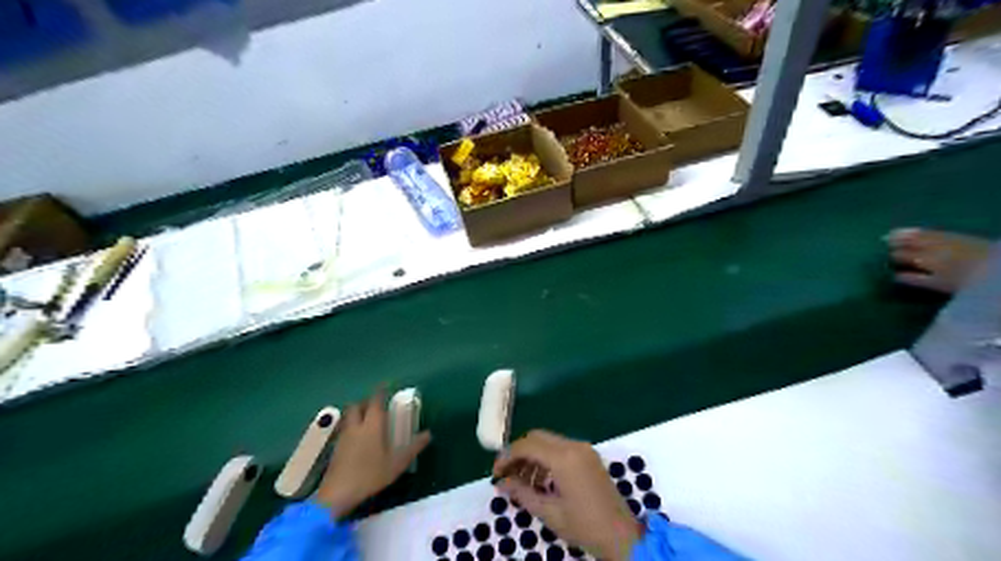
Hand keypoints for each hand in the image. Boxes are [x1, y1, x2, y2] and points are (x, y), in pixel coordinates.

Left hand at [315, 391, 426, 516]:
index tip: (385, 385)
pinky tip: (358, 438)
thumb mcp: (396, 463)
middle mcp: (356, 426)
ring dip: (357, 413)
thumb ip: (413, 447)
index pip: (375, 401)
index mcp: (372, 425)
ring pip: (349, 416)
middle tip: (377, 404)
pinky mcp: (336, 448)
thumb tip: (428, 434)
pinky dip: (351, 426)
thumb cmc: (370, 475)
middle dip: (366, 402)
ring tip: (368, 419)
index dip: (380, 391)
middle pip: (357, 405)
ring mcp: (344, 437)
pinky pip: (344, 429)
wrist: (336, 494)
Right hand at [491, 431, 639, 558]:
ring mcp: (584, 449)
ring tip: (522, 482)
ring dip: (532, 456)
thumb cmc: (584, 526)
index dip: (507, 456)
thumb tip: (501, 483)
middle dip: (519, 453)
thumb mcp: (549, 512)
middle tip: (506, 474)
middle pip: (537, 437)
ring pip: (548, 442)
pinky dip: (546, 459)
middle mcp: (574, 446)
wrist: (623, 536)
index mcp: (564, 458)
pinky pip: (561, 448)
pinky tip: (541, 481)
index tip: (496, 473)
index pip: (527, 445)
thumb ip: (522, 493)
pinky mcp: (589, 456)